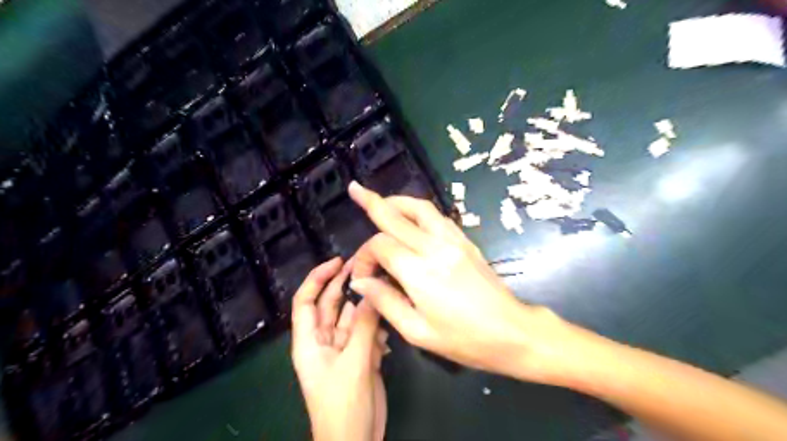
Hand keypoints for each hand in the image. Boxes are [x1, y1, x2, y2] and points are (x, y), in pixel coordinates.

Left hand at [289, 258, 387, 439]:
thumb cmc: (344, 406)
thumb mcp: (355, 364)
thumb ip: (365, 327)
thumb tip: (373, 292)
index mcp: (309, 342)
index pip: (305, 302)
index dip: (318, 278)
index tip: (338, 261)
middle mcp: (324, 340)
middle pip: (331, 304)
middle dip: (346, 284)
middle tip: (367, 264)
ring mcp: (343, 348)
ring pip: (353, 317)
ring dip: (367, 307)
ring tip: (386, 292)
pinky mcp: (360, 356)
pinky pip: (367, 332)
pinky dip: (377, 328)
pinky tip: (388, 333)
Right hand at [347, 181, 576, 381]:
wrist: (512, 332)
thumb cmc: (463, 339)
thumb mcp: (416, 331)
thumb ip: (384, 301)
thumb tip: (360, 281)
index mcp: (419, 272)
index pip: (380, 246)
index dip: (365, 257)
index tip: (363, 277)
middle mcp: (435, 247)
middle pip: (397, 217)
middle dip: (372, 202)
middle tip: (355, 188)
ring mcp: (454, 241)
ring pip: (421, 208)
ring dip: (398, 202)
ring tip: (382, 202)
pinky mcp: (466, 241)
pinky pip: (438, 217)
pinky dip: (419, 211)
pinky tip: (412, 218)